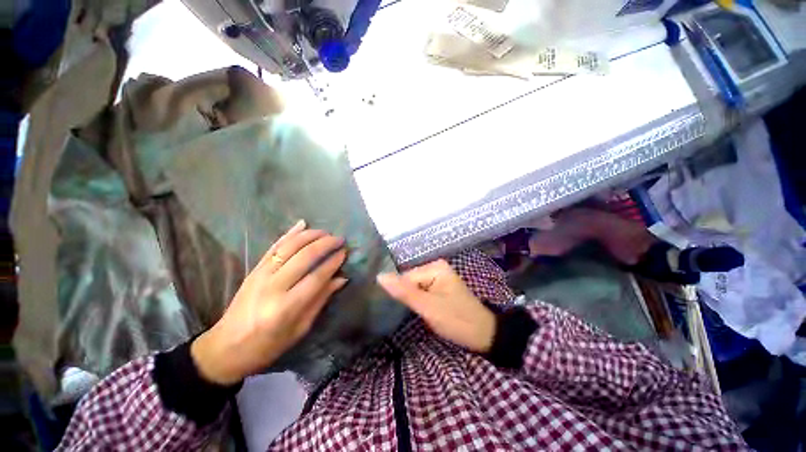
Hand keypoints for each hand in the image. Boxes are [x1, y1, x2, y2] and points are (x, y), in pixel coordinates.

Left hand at [191, 220, 347, 384]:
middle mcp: (273, 286)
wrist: (226, 347)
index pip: (317, 276)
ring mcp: (261, 275)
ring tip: (326, 232)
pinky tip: (302, 224)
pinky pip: (274, 247)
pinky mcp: (254, 269)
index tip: (345, 253)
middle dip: (325, 244)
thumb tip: (341, 279)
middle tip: (340, 239)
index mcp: (286, 306)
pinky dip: (290, 233)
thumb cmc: (268, 345)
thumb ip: (320, 300)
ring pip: (289, 247)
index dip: (333, 262)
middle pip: (304, 257)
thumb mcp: (300, 329)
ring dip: (310, 235)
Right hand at [377, 260, 495, 352]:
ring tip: (414, 313)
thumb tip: (379, 276)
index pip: (405, 277)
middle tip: (412, 314)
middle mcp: (436, 267)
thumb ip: (404, 292)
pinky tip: (420, 311)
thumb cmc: (458, 320)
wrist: (484, 335)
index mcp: (435, 267)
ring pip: (414, 288)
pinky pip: (422, 292)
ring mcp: (438, 277)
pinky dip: (419, 302)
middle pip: (410, 282)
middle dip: (408, 298)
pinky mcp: (440, 287)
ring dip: (412, 301)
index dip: (401, 294)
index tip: (399, 310)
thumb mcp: (429, 307)